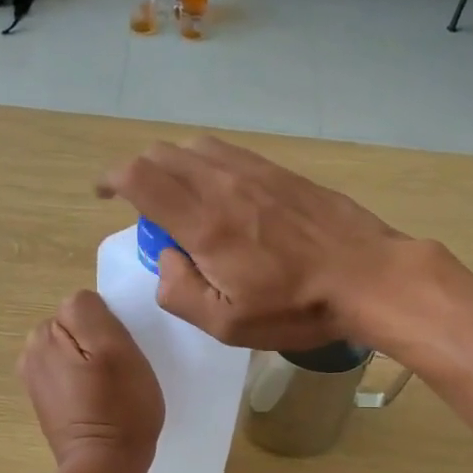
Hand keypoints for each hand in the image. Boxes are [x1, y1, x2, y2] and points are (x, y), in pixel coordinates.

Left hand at [18, 290, 162, 472]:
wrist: (104, 469)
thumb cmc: (120, 408)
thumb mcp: (116, 348)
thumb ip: (91, 313)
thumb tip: (80, 305)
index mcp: (44, 335)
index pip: (84, 306)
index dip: (109, 327)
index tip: (121, 355)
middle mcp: (31, 352)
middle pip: (76, 328)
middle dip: (98, 344)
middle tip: (119, 374)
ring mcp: (35, 379)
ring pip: (76, 351)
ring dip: (94, 364)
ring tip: (112, 390)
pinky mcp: (46, 401)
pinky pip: (72, 375)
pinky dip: (87, 383)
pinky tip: (100, 403)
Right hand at [97, 136, 415, 348]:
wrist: (368, 276)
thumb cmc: (297, 308)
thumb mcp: (226, 325)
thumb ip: (180, 292)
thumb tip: (168, 258)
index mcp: (205, 223)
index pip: (141, 178)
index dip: (112, 180)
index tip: (104, 195)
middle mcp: (222, 185)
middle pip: (162, 155)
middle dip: (139, 174)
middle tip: (145, 210)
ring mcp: (253, 171)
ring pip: (194, 148)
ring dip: (172, 166)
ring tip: (180, 199)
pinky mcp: (279, 171)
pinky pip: (227, 152)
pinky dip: (205, 164)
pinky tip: (219, 192)